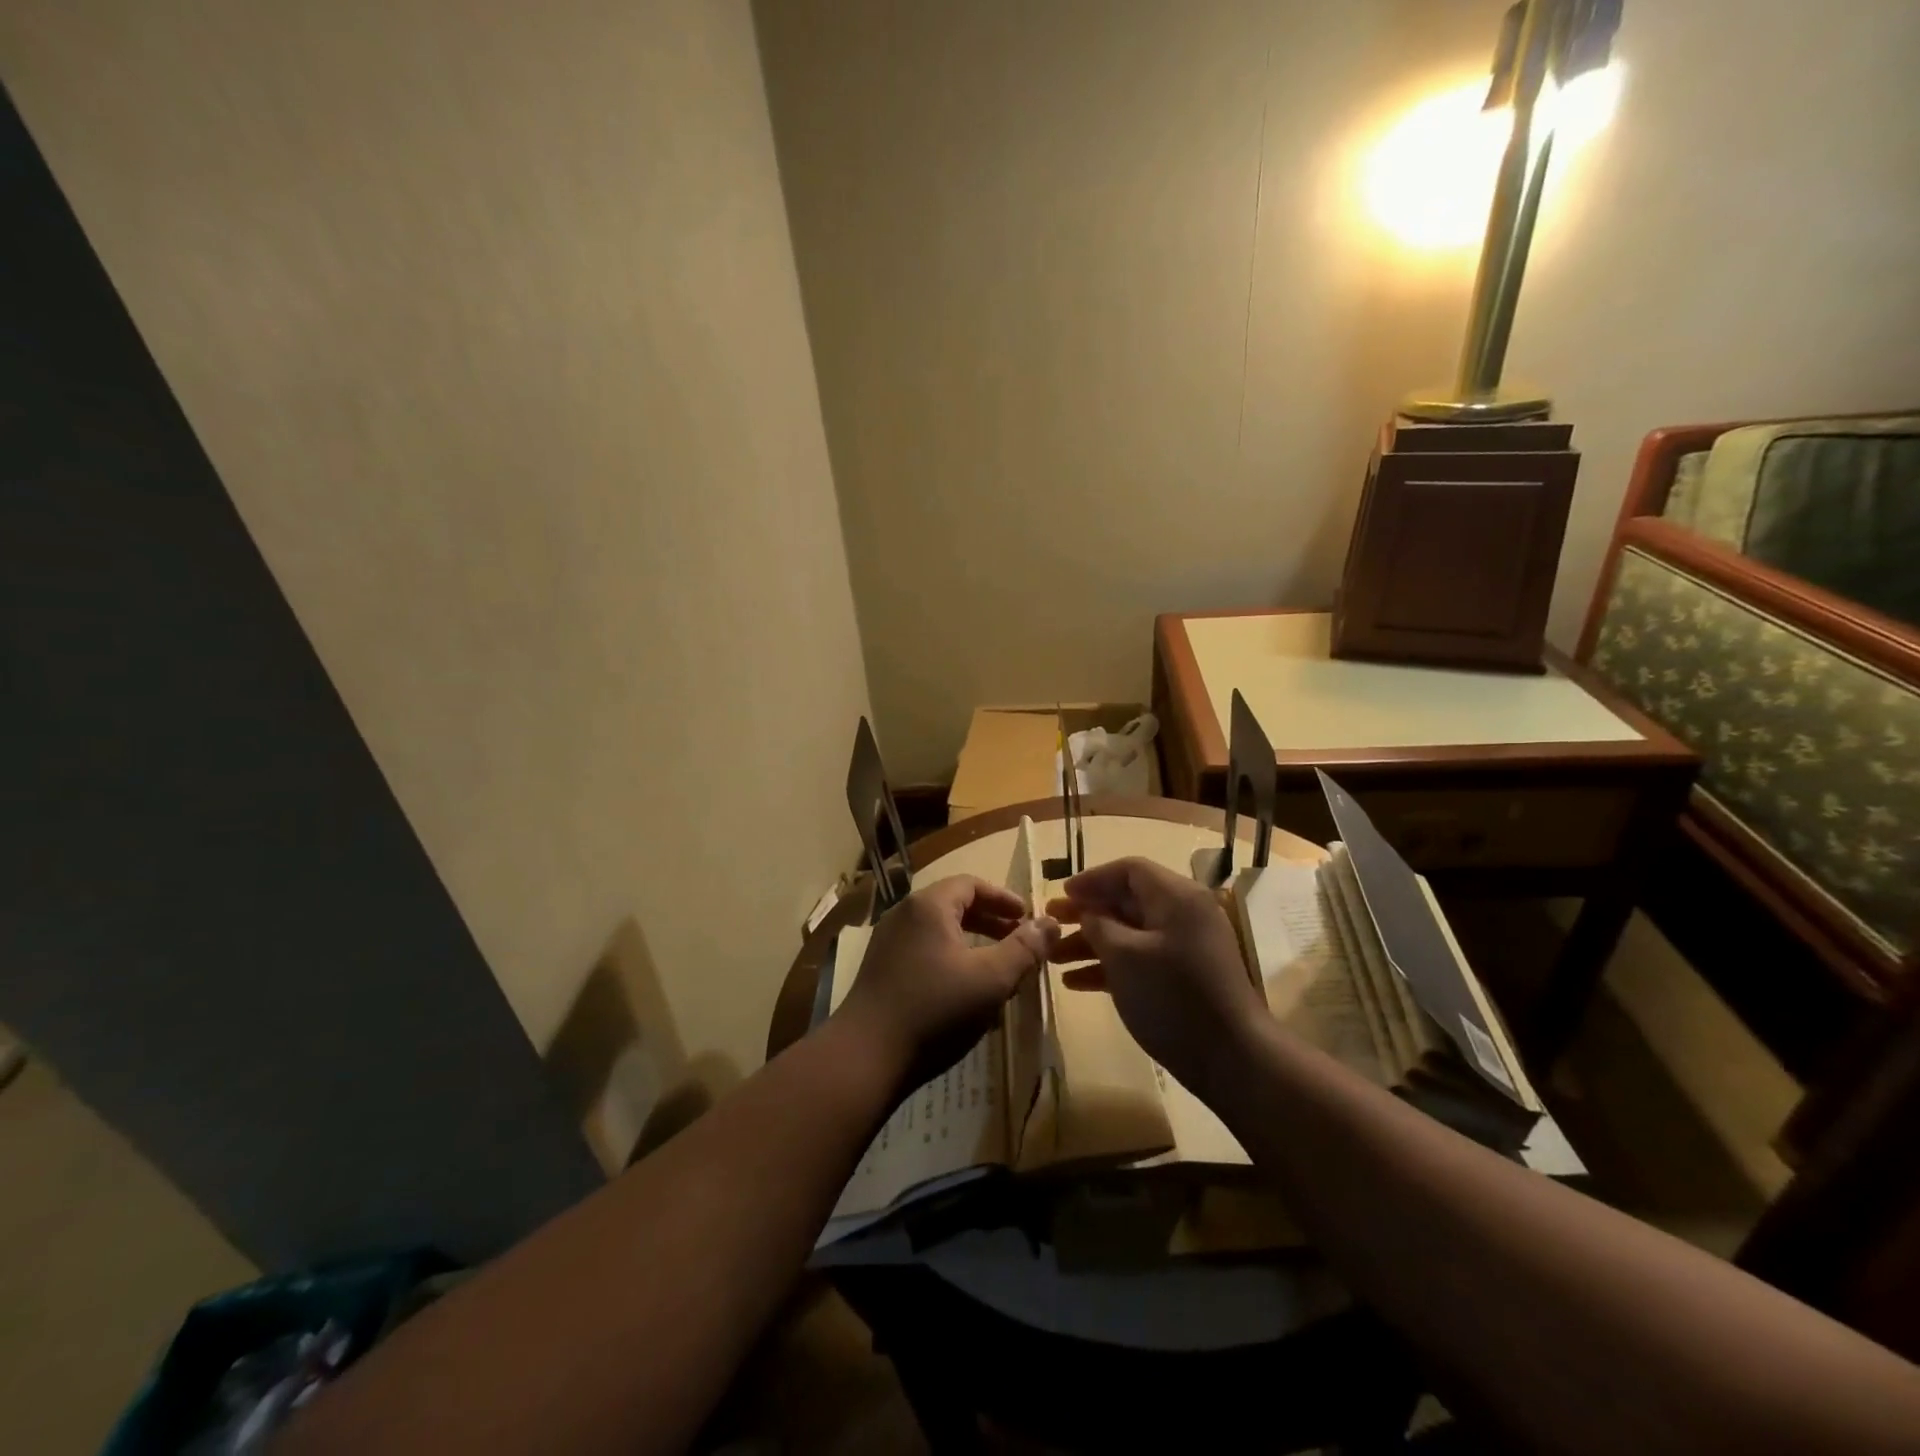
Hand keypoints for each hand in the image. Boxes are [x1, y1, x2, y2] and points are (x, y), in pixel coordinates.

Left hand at [837, 875, 1058, 1091]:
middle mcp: (904, 915)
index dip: (1003, 898)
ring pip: (939, 931)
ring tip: (998, 966)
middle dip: (990, 920)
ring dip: (972, 942)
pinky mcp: (881, 970)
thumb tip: (1050, 922)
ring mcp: (888, 942)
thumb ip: (1024, 948)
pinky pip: (924, 951)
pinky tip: (966, 992)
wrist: (866, 1056)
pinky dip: (951, 959)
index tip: (1027, 918)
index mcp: (928, 906)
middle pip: (954, 904)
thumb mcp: (991, 979)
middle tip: (1018, 939)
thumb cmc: (935, 1009)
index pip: (971, 884)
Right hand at [1046, 857, 1264, 1094]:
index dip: (1092, 879)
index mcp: (1176, 897)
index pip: (1129, 870)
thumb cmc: (1173, 997)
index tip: (1061, 895)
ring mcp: (1186, 946)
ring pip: (1130, 933)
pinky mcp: (1184, 976)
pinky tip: (1076, 982)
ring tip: (1053, 957)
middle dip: (1087, 913)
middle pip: (1127, 901)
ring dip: (1091, 942)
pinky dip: (1110, 965)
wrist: (1232, 1058)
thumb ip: (1099, 925)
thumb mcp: (1124, 956)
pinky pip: (1141, 958)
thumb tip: (1088, 912)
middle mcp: (1184, 914)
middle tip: (1050, 923)